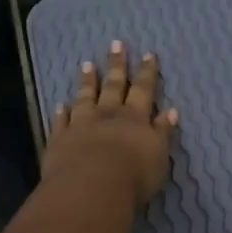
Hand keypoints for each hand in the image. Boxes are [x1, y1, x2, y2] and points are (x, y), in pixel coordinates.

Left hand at [43, 41, 177, 207]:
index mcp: (135, 118)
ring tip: (87, 65)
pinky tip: (60, 105)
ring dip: (87, 82)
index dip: (147, 72)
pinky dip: (61, 113)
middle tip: (116, 44)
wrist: (91, 188)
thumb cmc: (134, 175)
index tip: (148, 54)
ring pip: (85, 98)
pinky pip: (61, 122)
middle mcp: (108, 115)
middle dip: (117, 65)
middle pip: (113, 86)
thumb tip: (171, 111)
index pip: (143, 90)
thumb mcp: (159, 154)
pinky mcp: (60, 140)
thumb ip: (163, 132)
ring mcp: (81, 125)